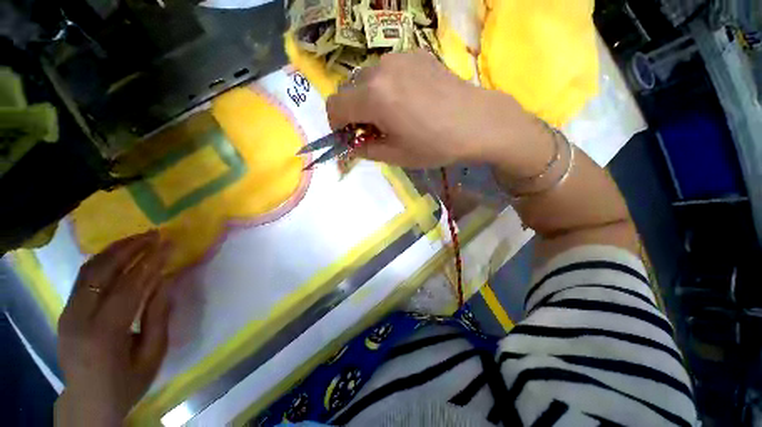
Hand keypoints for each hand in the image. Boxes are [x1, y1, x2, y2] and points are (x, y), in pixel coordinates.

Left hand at [56, 231, 172, 425]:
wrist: (88, 402)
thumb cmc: (126, 382)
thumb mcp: (152, 355)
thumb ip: (158, 317)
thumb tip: (164, 281)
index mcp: (104, 334)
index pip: (128, 287)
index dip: (150, 263)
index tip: (168, 244)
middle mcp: (79, 319)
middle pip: (101, 272)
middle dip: (129, 248)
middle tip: (154, 234)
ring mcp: (67, 314)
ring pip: (88, 271)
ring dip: (114, 250)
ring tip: (138, 238)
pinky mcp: (65, 312)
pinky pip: (83, 279)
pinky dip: (102, 262)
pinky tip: (118, 255)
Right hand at [326, 50, 540, 168]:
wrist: (477, 123)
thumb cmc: (435, 145)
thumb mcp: (395, 156)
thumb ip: (366, 150)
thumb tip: (353, 144)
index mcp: (373, 97)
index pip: (334, 106)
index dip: (336, 124)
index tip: (350, 136)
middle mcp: (380, 69)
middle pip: (348, 90)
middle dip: (353, 112)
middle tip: (373, 129)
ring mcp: (399, 57)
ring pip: (367, 78)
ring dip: (369, 98)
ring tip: (392, 115)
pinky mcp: (416, 53)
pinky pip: (387, 70)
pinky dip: (386, 86)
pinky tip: (408, 100)